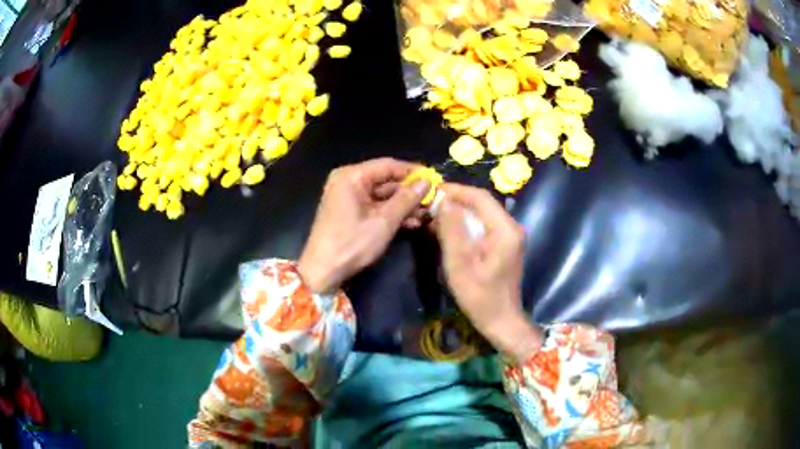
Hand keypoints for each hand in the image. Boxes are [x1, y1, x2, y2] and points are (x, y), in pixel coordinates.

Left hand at [299, 158, 429, 293]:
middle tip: (433, 200)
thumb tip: (427, 181)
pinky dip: (391, 213)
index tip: (435, 179)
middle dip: (409, 192)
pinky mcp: (349, 211)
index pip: (388, 165)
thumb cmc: (352, 244)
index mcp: (351, 176)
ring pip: (382, 195)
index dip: (413, 172)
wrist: (323, 271)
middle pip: (385, 180)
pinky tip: (412, 223)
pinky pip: (374, 206)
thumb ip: (406, 199)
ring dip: (403, 205)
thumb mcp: (384, 221)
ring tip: (427, 214)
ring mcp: (348, 197)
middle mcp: (348, 181)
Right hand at [435, 183, 541, 361]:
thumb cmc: (480, 297)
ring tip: (436, 217)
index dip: (456, 191)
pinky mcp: (505, 245)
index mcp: (505, 230)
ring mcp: (510, 236)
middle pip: (482, 204)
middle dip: (456, 201)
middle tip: (431, 205)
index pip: (480, 197)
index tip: (433, 190)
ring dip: (460, 213)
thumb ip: (452, 231)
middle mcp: (511, 227)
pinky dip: (466, 225)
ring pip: (482, 214)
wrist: (501, 321)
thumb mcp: (460, 264)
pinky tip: (449, 231)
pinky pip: (484, 226)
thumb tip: (444, 202)